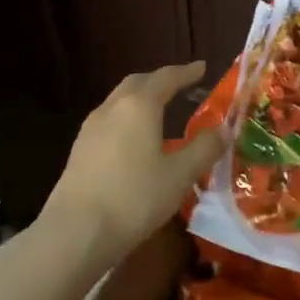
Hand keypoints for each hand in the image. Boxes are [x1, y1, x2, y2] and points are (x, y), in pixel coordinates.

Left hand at [42, 61, 227, 263]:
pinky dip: (127, 118)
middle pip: (138, 83)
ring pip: (119, 101)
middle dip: (160, 81)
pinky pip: (109, 121)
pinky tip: (135, 140)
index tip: (202, 67)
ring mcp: (91, 128)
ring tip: (160, 111)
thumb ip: (204, 149)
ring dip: (141, 99)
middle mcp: (112, 108)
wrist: (76, 232)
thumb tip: (224, 129)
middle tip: (181, 85)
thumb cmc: (135, 198)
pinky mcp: (80, 150)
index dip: (186, 72)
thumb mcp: (180, 175)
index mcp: (139, 106)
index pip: (166, 78)